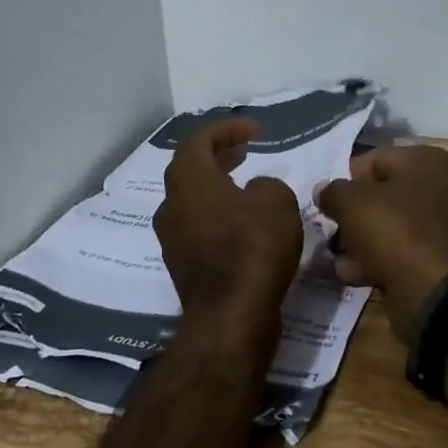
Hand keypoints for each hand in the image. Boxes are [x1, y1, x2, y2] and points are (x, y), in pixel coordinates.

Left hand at [154, 118, 304, 334]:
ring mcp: (172, 238)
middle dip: (219, 155)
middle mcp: (171, 205)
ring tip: (248, 186)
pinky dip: (219, 216)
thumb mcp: (276, 201)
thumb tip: (256, 192)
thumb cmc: (252, 248)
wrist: (230, 318)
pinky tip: (246, 225)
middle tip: (246, 151)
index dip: (226, 129)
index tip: (254, 130)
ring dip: (218, 187)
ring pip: (194, 200)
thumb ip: (267, 185)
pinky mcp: (184, 266)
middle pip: (191, 169)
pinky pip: (199, 227)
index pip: (198, 140)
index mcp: (187, 180)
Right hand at [316, 145, 447, 340]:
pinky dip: (383, 261)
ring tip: (341, 261)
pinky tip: (357, 275)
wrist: (434, 291)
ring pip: (395, 227)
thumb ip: (332, 192)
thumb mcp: (350, 202)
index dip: (347, 180)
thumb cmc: (393, 230)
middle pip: (386, 196)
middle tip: (335, 234)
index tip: (330, 203)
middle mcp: (447, 187)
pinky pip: (407, 252)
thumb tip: (324, 191)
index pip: (375, 160)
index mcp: (428, 161)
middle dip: (356, 216)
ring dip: (365, 242)